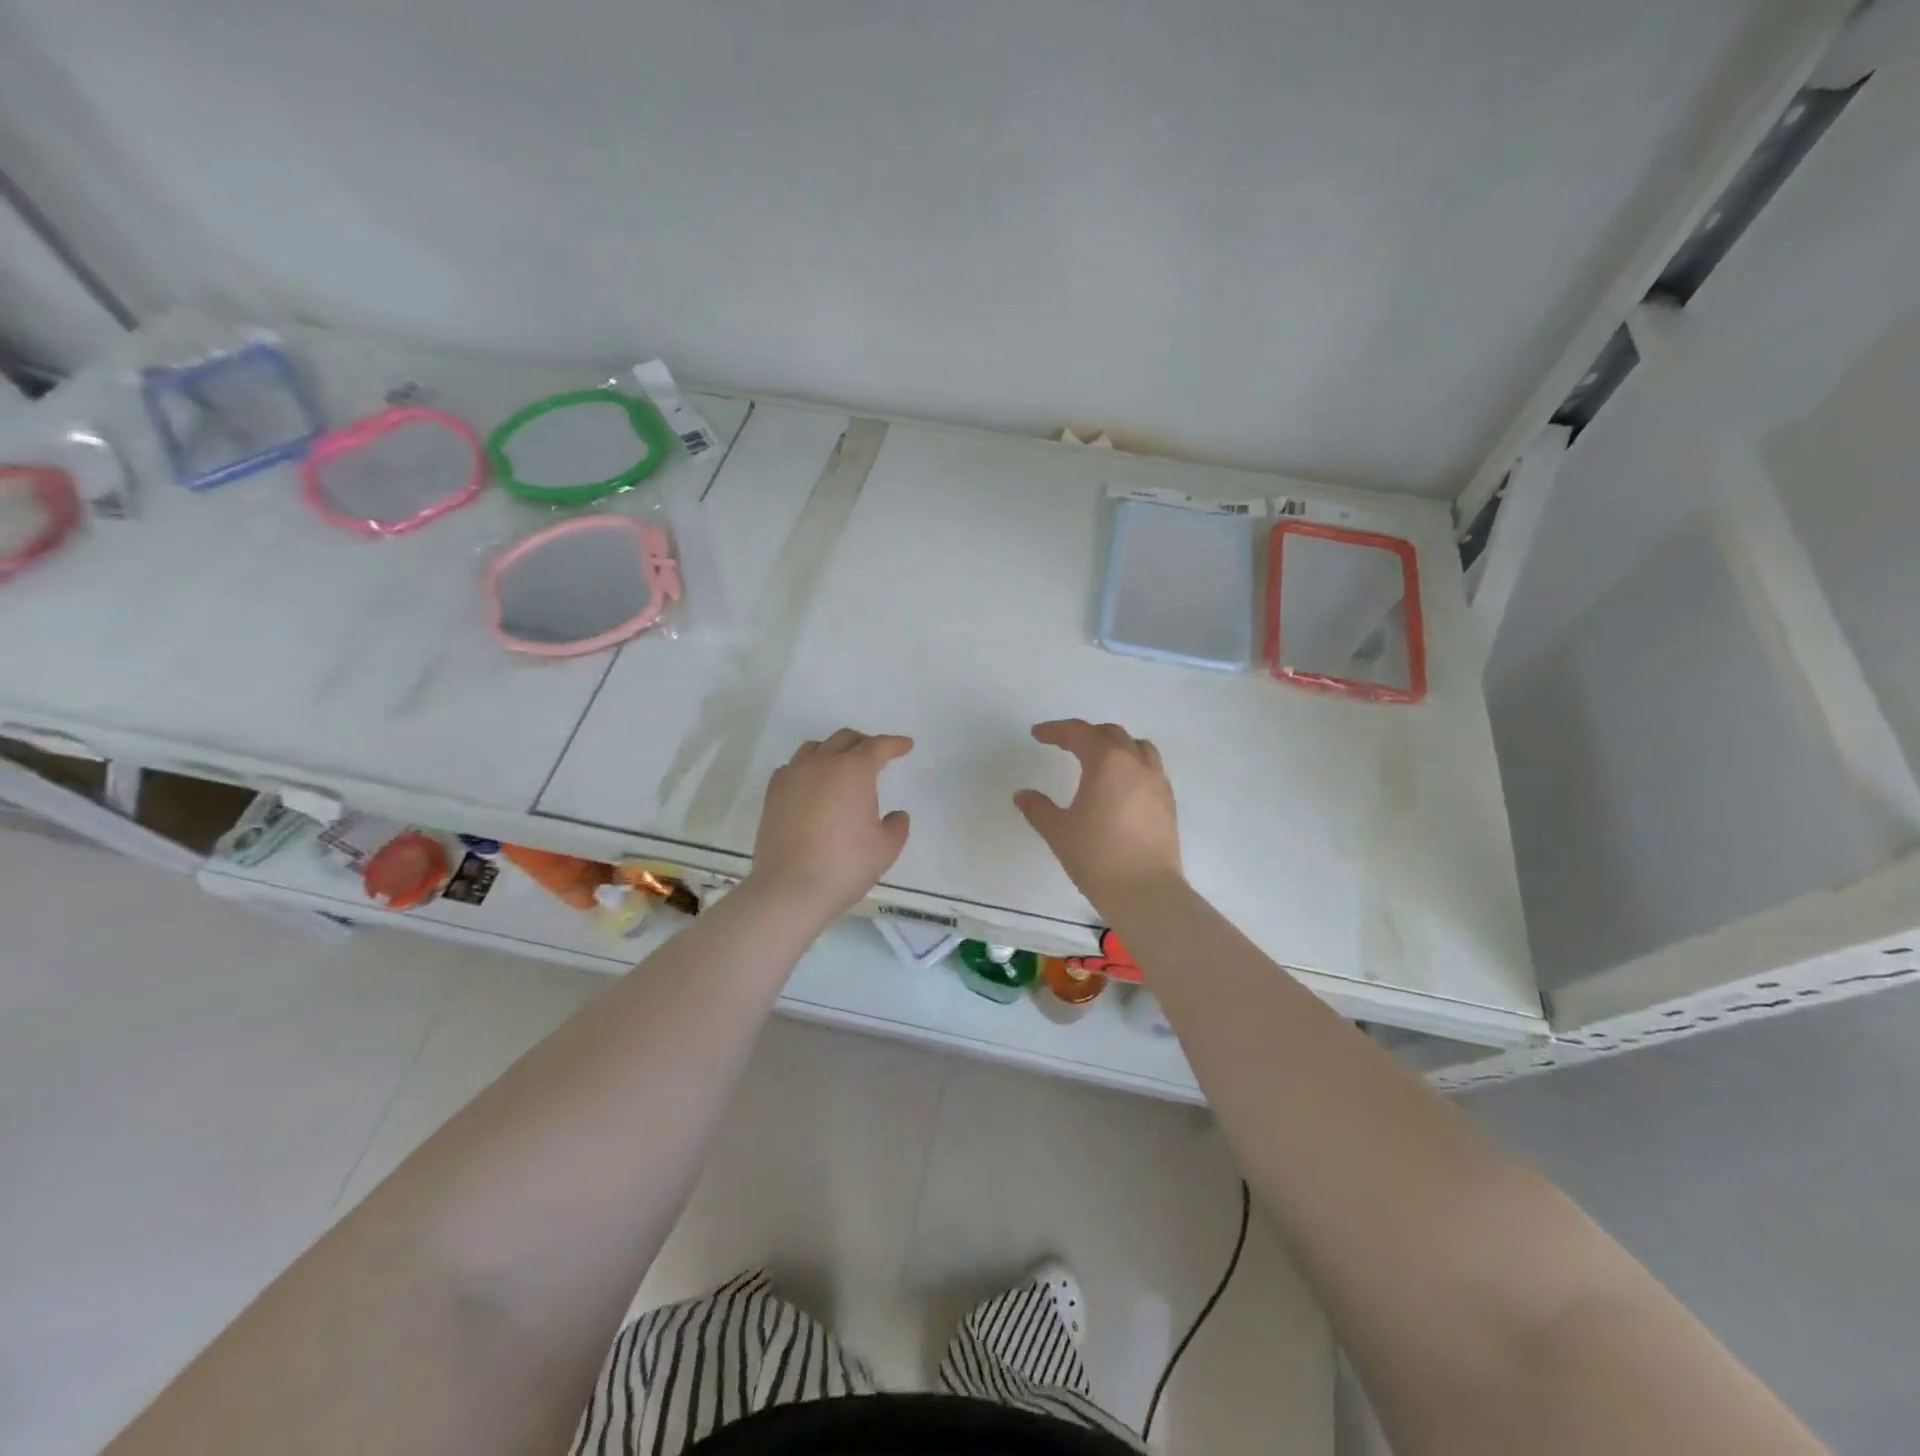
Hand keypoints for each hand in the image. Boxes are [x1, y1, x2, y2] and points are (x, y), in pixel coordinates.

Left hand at [747, 729, 912, 921]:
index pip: (877, 747)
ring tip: (843, 767)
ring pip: (815, 748)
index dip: (894, 744)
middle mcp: (821, 764)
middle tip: (877, 756)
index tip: (905, 745)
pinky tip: (813, 786)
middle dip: (864, 743)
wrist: (790, 889)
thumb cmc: (845, 866)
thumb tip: (896, 815)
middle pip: (845, 739)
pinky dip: (809, 768)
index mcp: (853, 771)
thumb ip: (897, 826)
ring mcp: (792, 776)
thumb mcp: (886, 848)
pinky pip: (793, 768)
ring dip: (834, 751)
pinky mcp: (773, 794)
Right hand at [1015, 719, 1182, 910]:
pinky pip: (1150, 769)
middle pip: (1111, 734)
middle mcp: (1136, 765)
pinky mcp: (1168, 803)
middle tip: (1065, 745)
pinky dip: (1132, 766)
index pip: (1079, 733)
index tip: (1038, 734)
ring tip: (1099, 760)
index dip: (1056, 730)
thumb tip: (1022, 795)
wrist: (1146, 892)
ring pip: (1138, 748)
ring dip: (1116, 746)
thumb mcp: (1059, 831)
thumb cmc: (1097, 856)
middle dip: (1086, 734)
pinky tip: (1121, 787)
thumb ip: (1038, 808)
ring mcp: (1157, 783)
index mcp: (1107, 763)